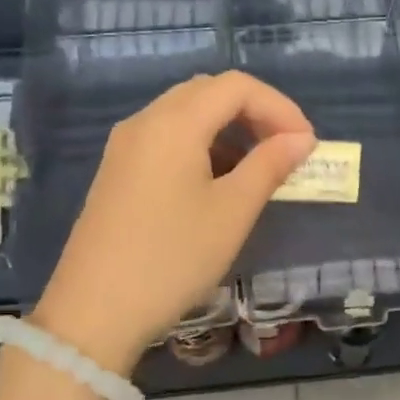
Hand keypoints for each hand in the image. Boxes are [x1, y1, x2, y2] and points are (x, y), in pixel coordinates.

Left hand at [32, 73, 315, 373]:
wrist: (93, 312)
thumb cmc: (172, 258)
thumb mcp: (232, 212)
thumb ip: (269, 166)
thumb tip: (300, 139)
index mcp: (174, 123)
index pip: (237, 86)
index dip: (279, 107)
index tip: (306, 144)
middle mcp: (145, 121)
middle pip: (209, 92)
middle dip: (255, 113)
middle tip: (286, 150)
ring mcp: (125, 146)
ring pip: (186, 114)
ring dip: (229, 129)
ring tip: (258, 169)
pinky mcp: (117, 171)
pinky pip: (166, 138)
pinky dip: (202, 146)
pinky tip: (218, 182)